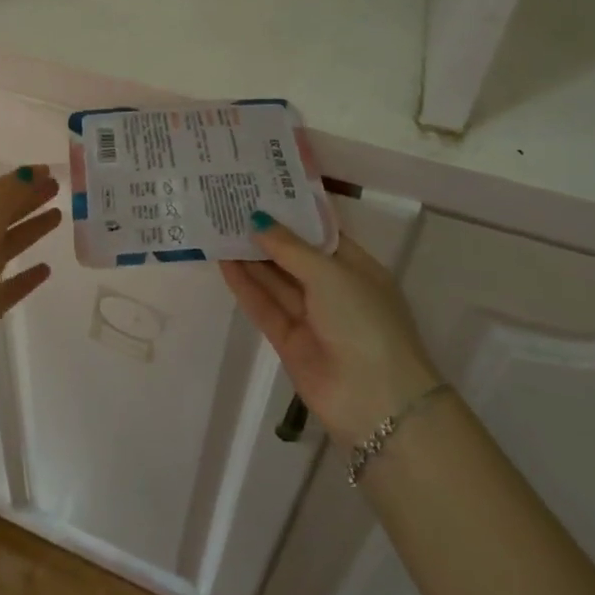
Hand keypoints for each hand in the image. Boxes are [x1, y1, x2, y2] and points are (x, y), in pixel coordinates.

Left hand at [0, 166, 59, 442]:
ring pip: (4, 247)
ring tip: (59, 219)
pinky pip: (8, 285)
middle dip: (27, 200)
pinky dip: (26, 275)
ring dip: (29, 231)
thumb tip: (28, 172)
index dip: (21, 180)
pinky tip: (46, 271)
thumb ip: (1, 200)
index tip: (53, 172)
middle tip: (60, 190)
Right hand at [221, 214, 440, 447]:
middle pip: (294, 256)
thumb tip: (258, 221)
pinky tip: (223, 262)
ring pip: (276, 281)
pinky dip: (245, 286)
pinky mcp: (289, 341)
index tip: (260, 191)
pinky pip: (265, 306)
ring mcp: (311, 317)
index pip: (319, 234)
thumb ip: (289, 247)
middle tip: (230, 206)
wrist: (376, 402)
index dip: (291, 214)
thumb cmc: (364, 321)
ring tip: (219, 227)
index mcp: (356, 268)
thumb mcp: (330, 274)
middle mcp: (334, 290)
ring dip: (250, 257)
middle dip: (266, 234)